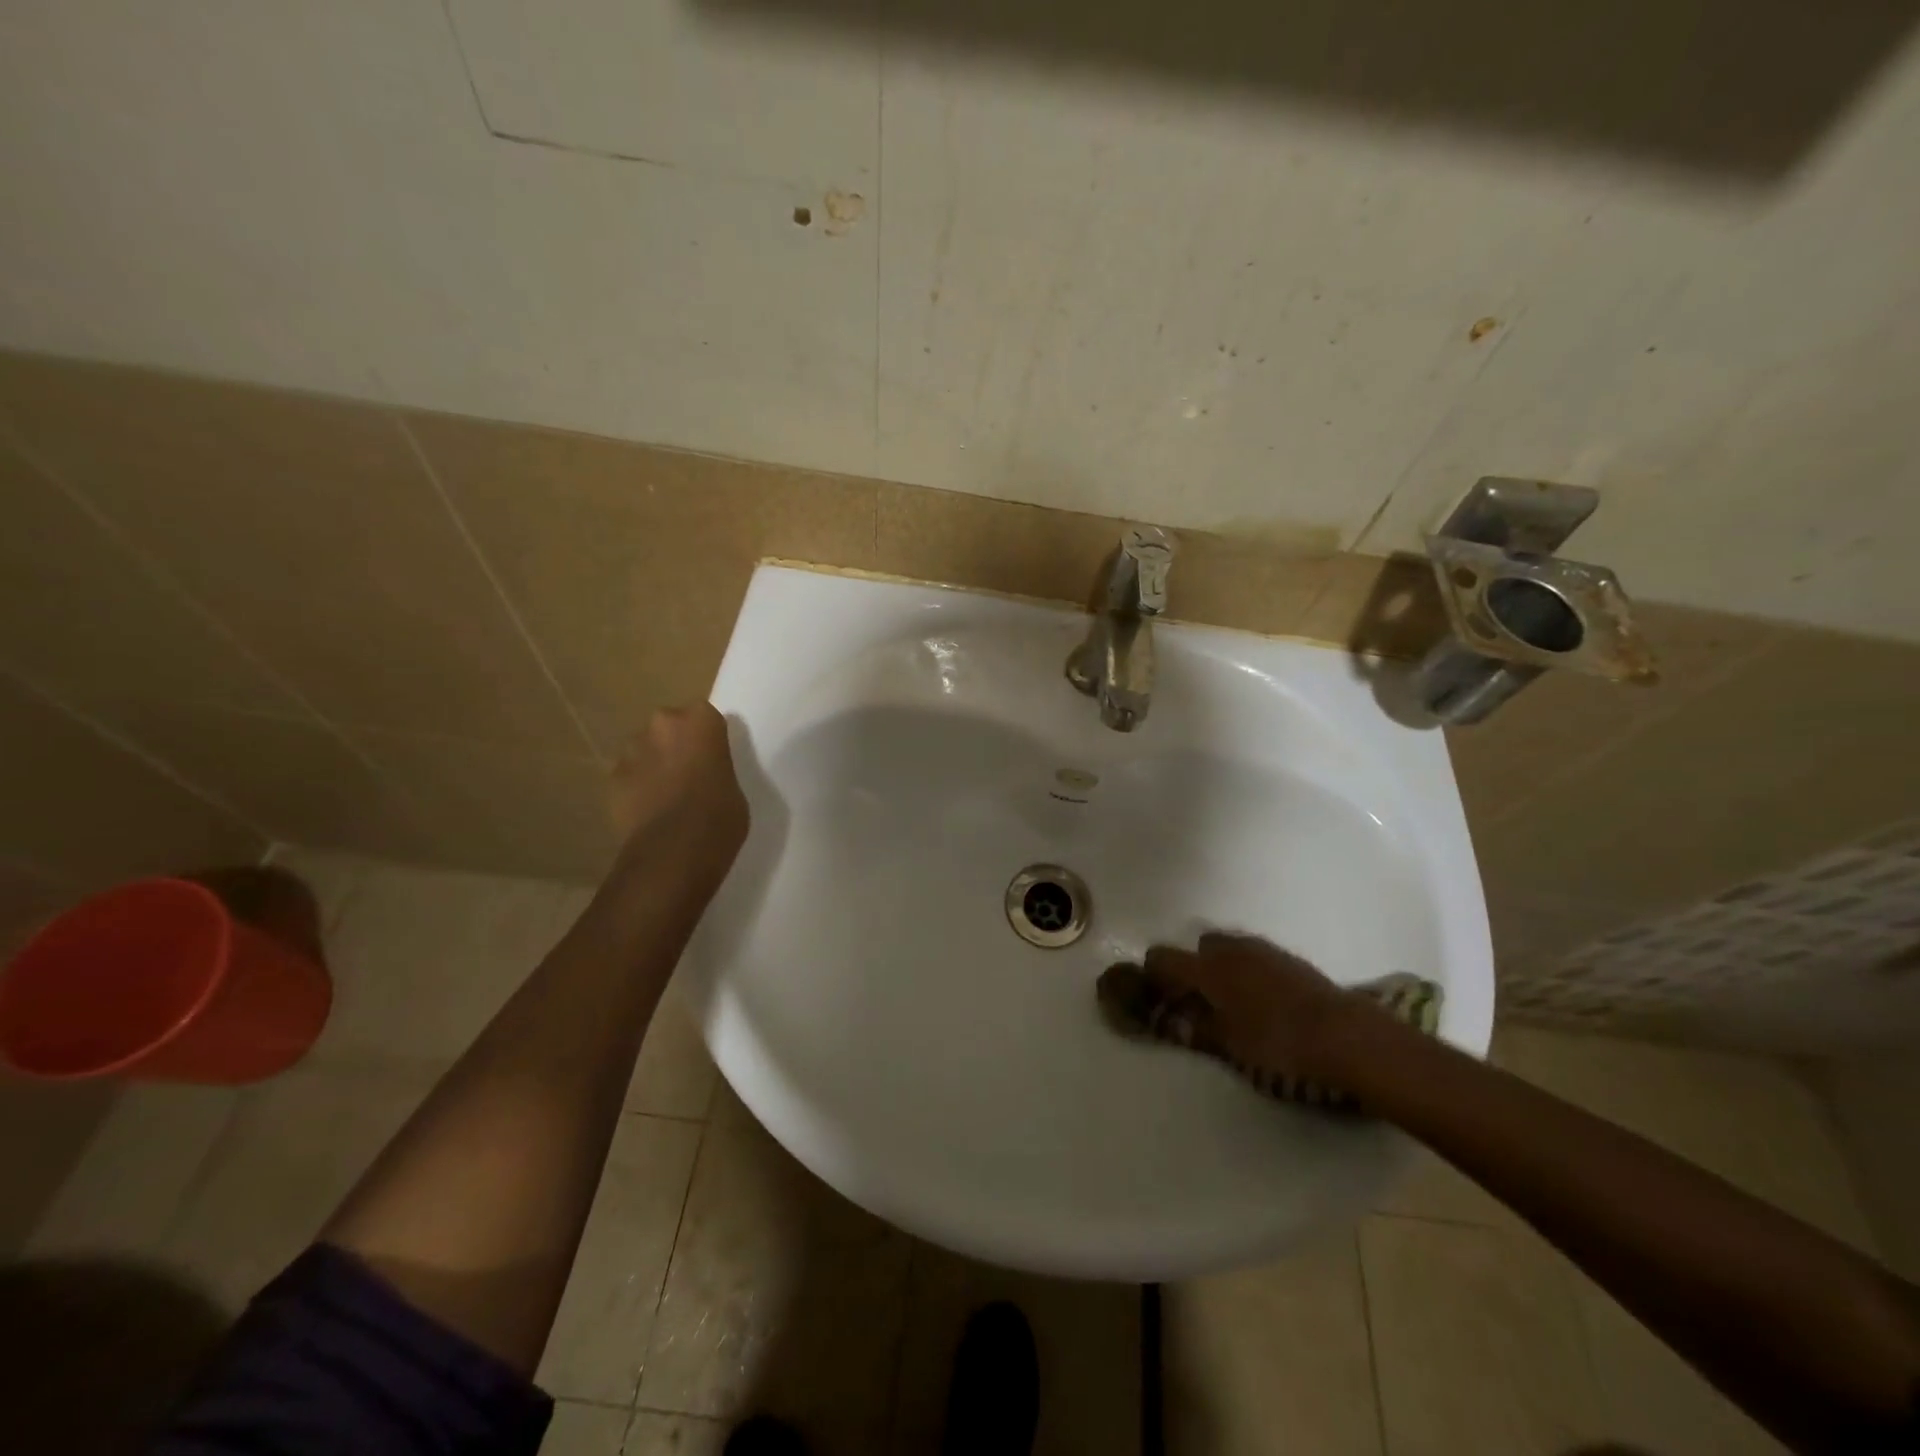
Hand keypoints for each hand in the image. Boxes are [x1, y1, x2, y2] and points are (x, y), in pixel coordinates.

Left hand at [608, 704, 748, 887]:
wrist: (673, 852)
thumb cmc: (719, 817)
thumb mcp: (734, 787)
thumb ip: (717, 768)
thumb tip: (705, 775)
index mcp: (700, 721)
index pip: (705, 716)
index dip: (708, 738)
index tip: (713, 757)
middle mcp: (662, 724)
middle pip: (670, 726)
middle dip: (676, 745)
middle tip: (690, 775)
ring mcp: (631, 751)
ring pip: (645, 750)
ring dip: (654, 765)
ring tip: (667, 797)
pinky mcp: (612, 778)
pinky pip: (629, 776)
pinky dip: (637, 788)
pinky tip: (649, 813)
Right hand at [1132, 932, 1383, 1085]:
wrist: (1343, 1033)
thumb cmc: (1277, 1041)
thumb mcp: (1229, 1042)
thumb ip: (1197, 1027)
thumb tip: (1173, 1020)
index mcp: (1207, 968)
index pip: (1162, 957)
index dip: (1155, 974)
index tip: (1159, 995)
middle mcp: (1230, 949)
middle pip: (1199, 945)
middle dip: (1195, 966)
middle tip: (1202, 999)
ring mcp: (1261, 949)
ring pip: (1229, 947)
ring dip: (1224, 966)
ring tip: (1234, 1000)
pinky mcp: (1288, 957)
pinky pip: (1255, 955)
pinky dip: (1249, 969)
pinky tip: (1263, 998)